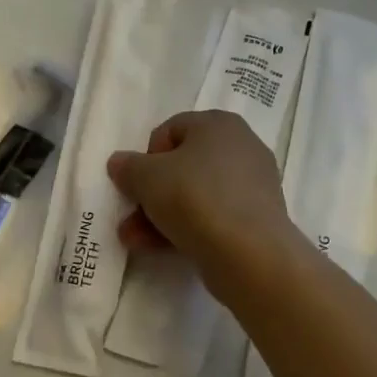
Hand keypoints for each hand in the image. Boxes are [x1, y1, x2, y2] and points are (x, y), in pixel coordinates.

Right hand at [106, 110, 303, 302]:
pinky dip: (188, 228)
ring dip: (162, 215)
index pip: (171, 130)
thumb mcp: (147, 177)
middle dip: (151, 193)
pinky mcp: (258, 219)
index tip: (137, 183)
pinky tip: (162, 249)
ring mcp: (253, 184)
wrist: (250, 254)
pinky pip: (215, 216)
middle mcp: (241, 146)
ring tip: (135, 240)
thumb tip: (119, 163)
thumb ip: (128, 167)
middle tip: (131, 217)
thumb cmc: (195, 197)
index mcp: (218, 123)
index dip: (147, 156)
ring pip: (196, 194)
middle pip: (183, 165)